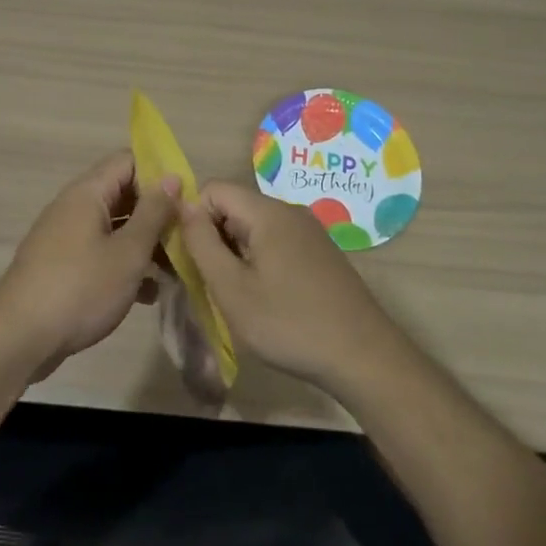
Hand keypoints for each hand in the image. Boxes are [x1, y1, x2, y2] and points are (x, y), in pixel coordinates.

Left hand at [0, 151, 178, 380]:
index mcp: (88, 193)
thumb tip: (171, 177)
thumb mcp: (128, 252)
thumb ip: (154, 213)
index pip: (129, 161)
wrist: (18, 338)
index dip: (160, 174)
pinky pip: (100, 253)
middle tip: (187, 239)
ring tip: (175, 272)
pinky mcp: (61, 267)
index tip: (187, 200)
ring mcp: (65, 237)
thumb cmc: (80, 288)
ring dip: (144, 244)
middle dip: (157, 214)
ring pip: (114, 228)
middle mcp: (73, 207)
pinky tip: (148, 294)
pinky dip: (124, 265)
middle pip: (123, 194)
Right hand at [180, 181, 409, 392]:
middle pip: (235, 207)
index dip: (194, 218)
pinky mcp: (320, 253)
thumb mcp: (231, 288)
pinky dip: (260, 262)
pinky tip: (266, 299)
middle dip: (214, 238)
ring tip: (238, 296)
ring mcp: (310, 232)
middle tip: (212, 283)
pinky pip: (276, 243)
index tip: (194, 259)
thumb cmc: (289, 323)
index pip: (214, 189)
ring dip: (236, 254)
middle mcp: (290, 211)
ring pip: (255, 228)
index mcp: (268, 212)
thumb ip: (202, 242)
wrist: (363, 357)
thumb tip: (183, 204)